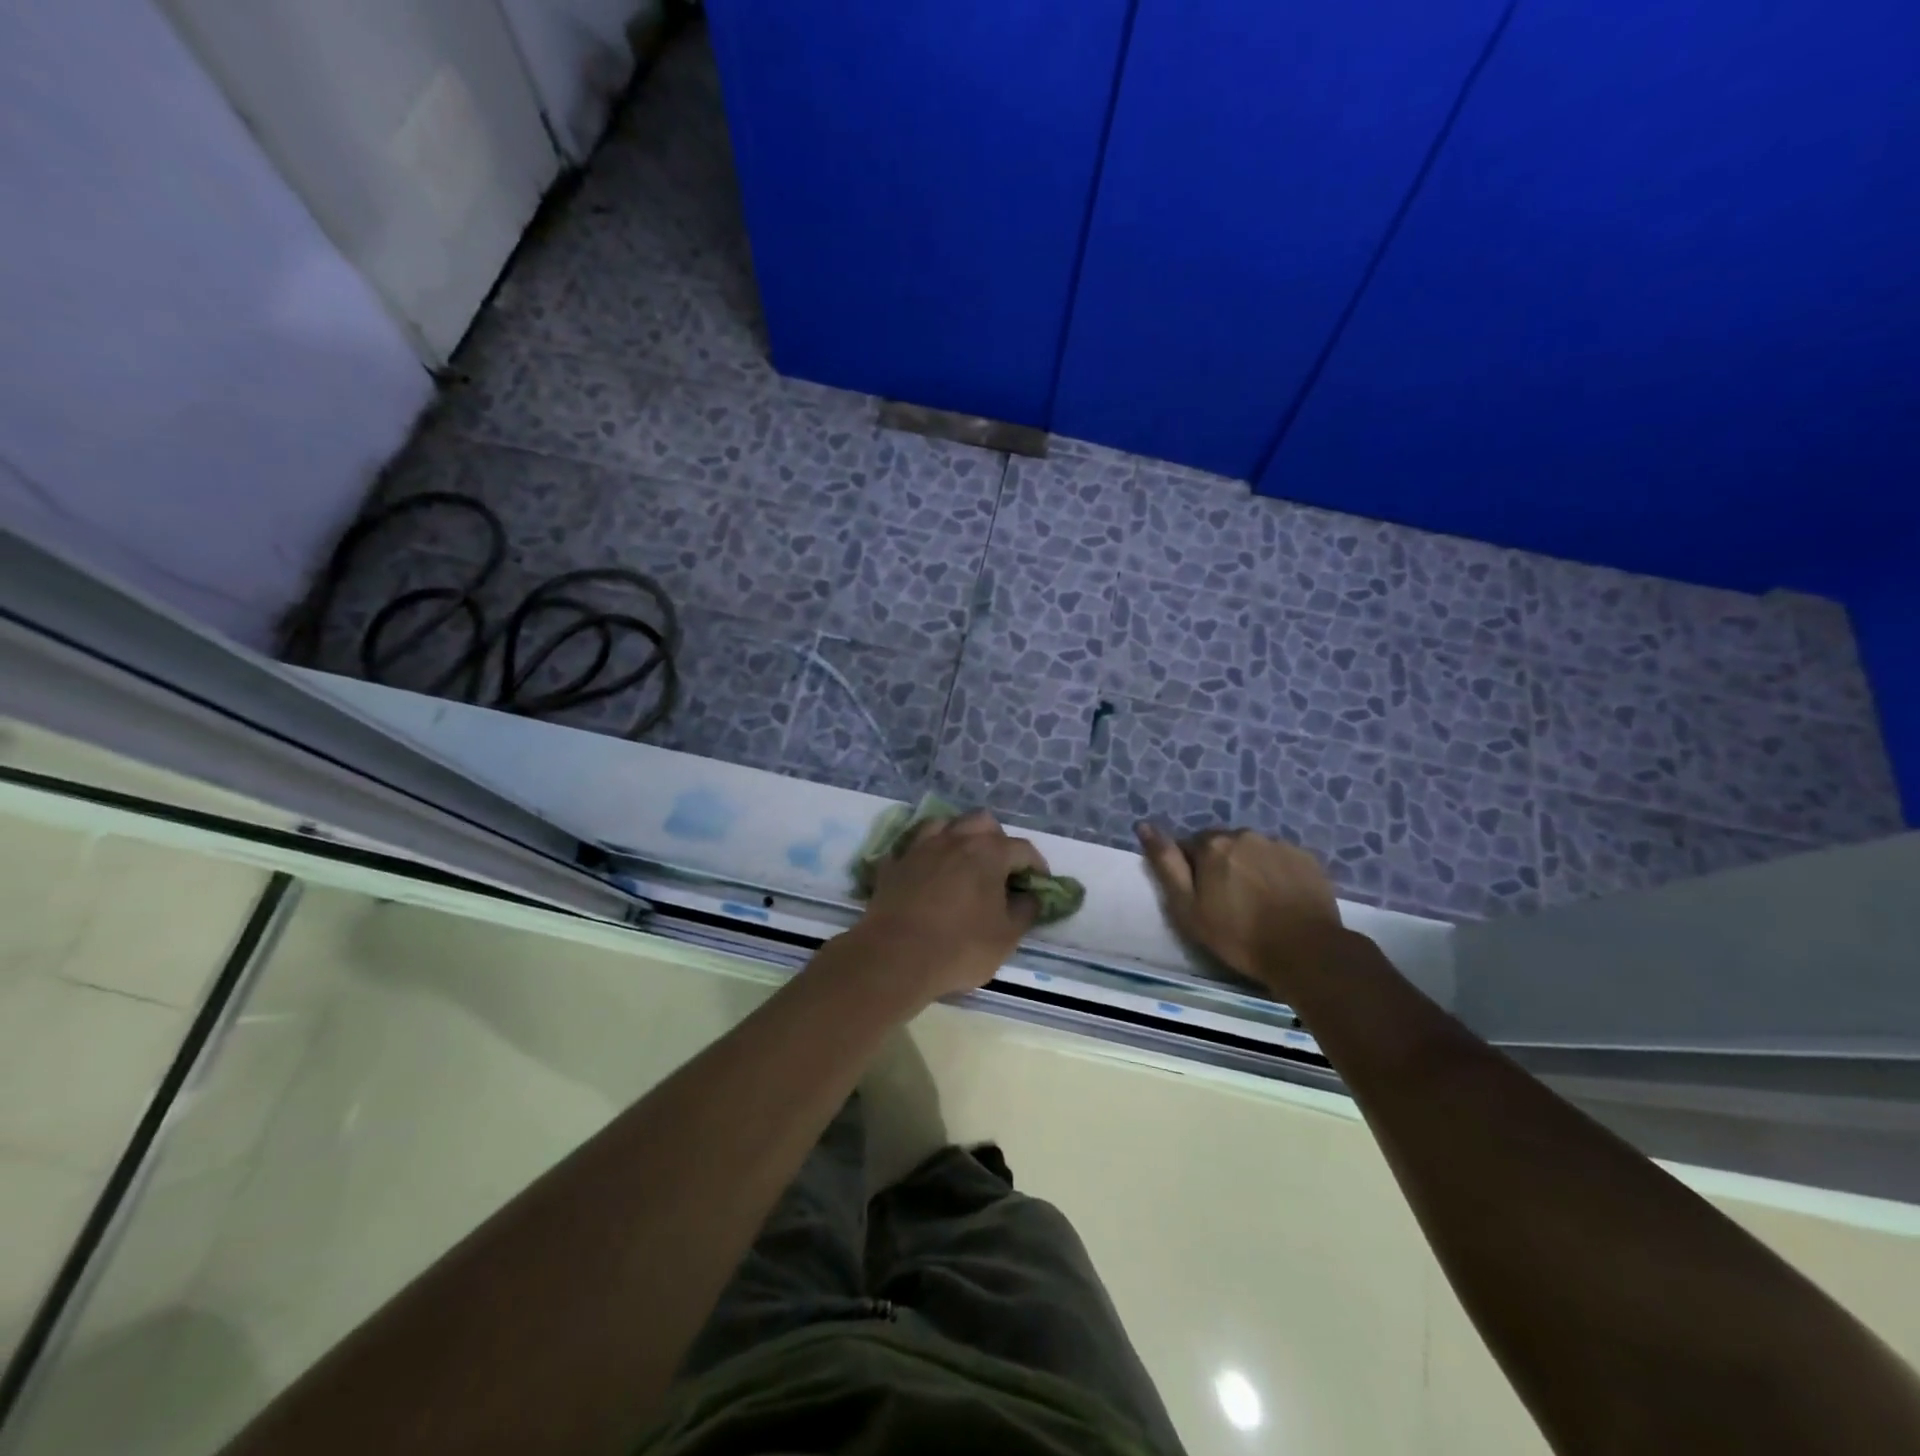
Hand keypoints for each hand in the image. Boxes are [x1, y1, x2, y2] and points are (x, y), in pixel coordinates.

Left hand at [849, 810, 1048, 1006]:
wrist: (895, 956)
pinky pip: (914, 846)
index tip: (1039, 884)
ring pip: (945, 824)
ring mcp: (921, 847)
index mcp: (988, 852)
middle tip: (1001, 868)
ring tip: (963, 861)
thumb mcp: (1007, 937)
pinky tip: (928, 870)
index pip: (1023, 849)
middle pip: (982, 823)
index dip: (1036, 865)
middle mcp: (955, 839)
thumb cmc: (960, 947)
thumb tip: (1031, 896)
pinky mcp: (894, 862)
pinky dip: (926, 854)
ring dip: (959, 837)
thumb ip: (1025, 911)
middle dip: (997, 839)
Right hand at [1136, 823, 1343, 996]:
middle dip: (1221, 866)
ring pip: (1253, 851)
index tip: (1202, 899)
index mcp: (1212, 844)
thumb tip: (1144, 826)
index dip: (1192, 873)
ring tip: (1257, 902)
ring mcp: (1279, 844)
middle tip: (1228, 903)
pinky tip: (1280, 899)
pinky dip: (1276, 873)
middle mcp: (1245, 834)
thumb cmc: (1237, 935)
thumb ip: (1166, 864)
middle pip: (1222, 846)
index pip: (1189, 847)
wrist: (1305, 952)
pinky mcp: (1307, 858)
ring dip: (1249, 868)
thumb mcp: (1187, 907)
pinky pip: (1280, 859)